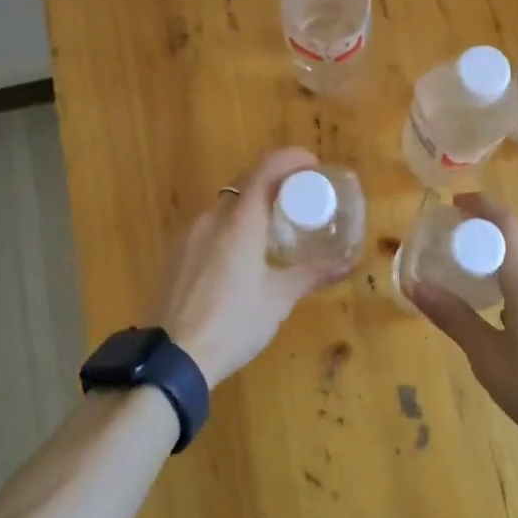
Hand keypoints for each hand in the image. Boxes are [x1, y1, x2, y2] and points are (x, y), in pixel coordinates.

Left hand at [148, 147, 349, 386]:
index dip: (289, 158)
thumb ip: (311, 275)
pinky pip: (208, 229)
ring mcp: (187, 236)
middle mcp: (211, 219)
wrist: (172, 358)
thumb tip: (345, 265)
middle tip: (299, 200)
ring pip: (224, 208)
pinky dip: (229, 230)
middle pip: (244, 185)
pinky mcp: (174, 256)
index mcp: (240, 222)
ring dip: (250, 209)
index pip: (265, 169)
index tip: (312, 165)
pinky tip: (239, 259)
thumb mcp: (278, 299)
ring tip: (272, 232)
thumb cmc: (234, 323)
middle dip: (273, 184)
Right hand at [410, 193, 517, 451]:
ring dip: (503, 260)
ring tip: (474, 279)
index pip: (506, 223)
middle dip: (487, 233)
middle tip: (455, 244)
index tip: (455, 203)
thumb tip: (415, 285)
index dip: (481, 205)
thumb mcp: (488, 358)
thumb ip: (454, 318)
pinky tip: (505, 316)